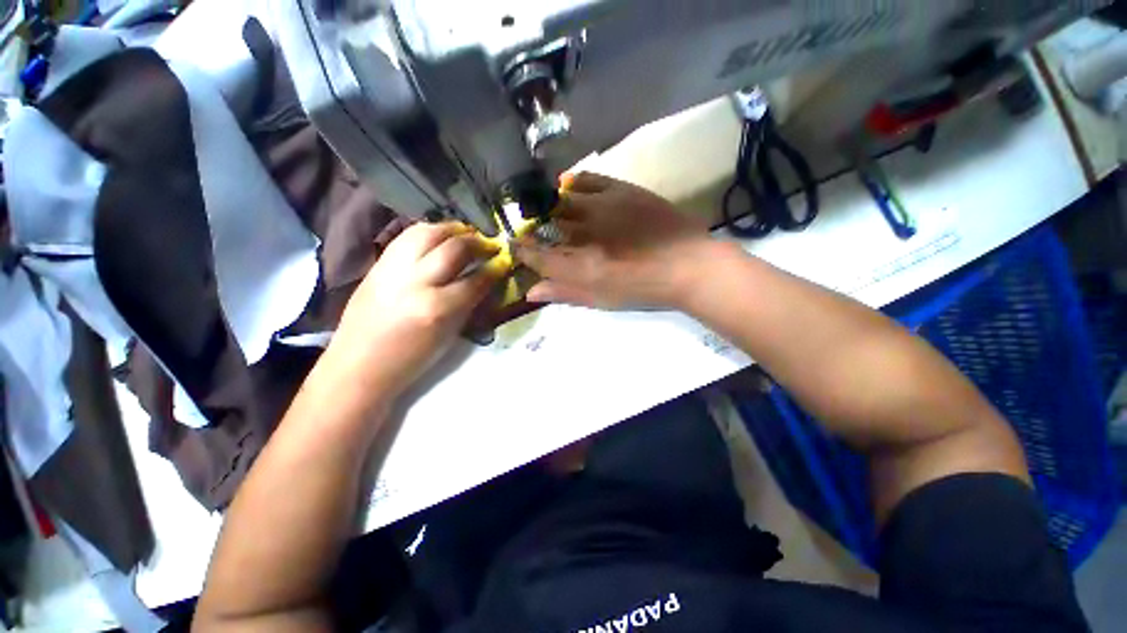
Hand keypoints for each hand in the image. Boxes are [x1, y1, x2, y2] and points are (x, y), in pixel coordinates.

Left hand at [326, 222, 500, 397]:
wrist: (360, 363)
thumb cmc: (412, 358)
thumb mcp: (450, 333)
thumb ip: (470, 302)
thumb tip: (487, 279)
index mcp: (438, 308)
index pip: (476, 279)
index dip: (496, 267)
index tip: (505, 260)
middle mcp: (416, 282)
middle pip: (454, 248)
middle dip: (478, 242)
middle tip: (490, 245)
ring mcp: (393, 269)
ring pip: (429, 232)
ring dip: (453, 229)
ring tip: (467, 234)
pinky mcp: (378, 263)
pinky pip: (408, 236)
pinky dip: (430, 231)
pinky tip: (441, 236)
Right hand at [515, 173, 714, 309]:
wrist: (689, 265)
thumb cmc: (645, 289)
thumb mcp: (603, 300)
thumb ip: (566, 294)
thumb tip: (531, 292)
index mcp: (582, 268)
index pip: (538, 257)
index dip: (522, 252)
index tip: (514, 247)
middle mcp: (586, 235)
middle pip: (546, 227)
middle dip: (533, 229)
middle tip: (533, 231)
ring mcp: (603, 208)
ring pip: (562, 201)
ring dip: (549, 206)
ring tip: (548, 210)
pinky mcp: (621, 190)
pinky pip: (587, 179)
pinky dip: (572, 182)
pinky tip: (567, 186)